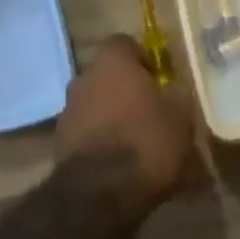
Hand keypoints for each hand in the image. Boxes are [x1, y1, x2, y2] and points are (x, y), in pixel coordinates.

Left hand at [56, 36, 194, 210]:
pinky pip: (86, 132)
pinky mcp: (59, 143)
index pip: (124, 43)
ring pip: (95, 104)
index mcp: (112, 62)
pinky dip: (100, 142)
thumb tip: (173, 89)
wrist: (97, 195)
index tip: (158, 80)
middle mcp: (85, 77)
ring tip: (135, 143)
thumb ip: (177, 96)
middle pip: (108, 75)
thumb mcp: (180, 118)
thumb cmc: (145, 143)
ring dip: (111, 117)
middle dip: (126, 90)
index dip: (142, 59)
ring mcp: (68, 110)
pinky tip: (118, 164)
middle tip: (150, 113)